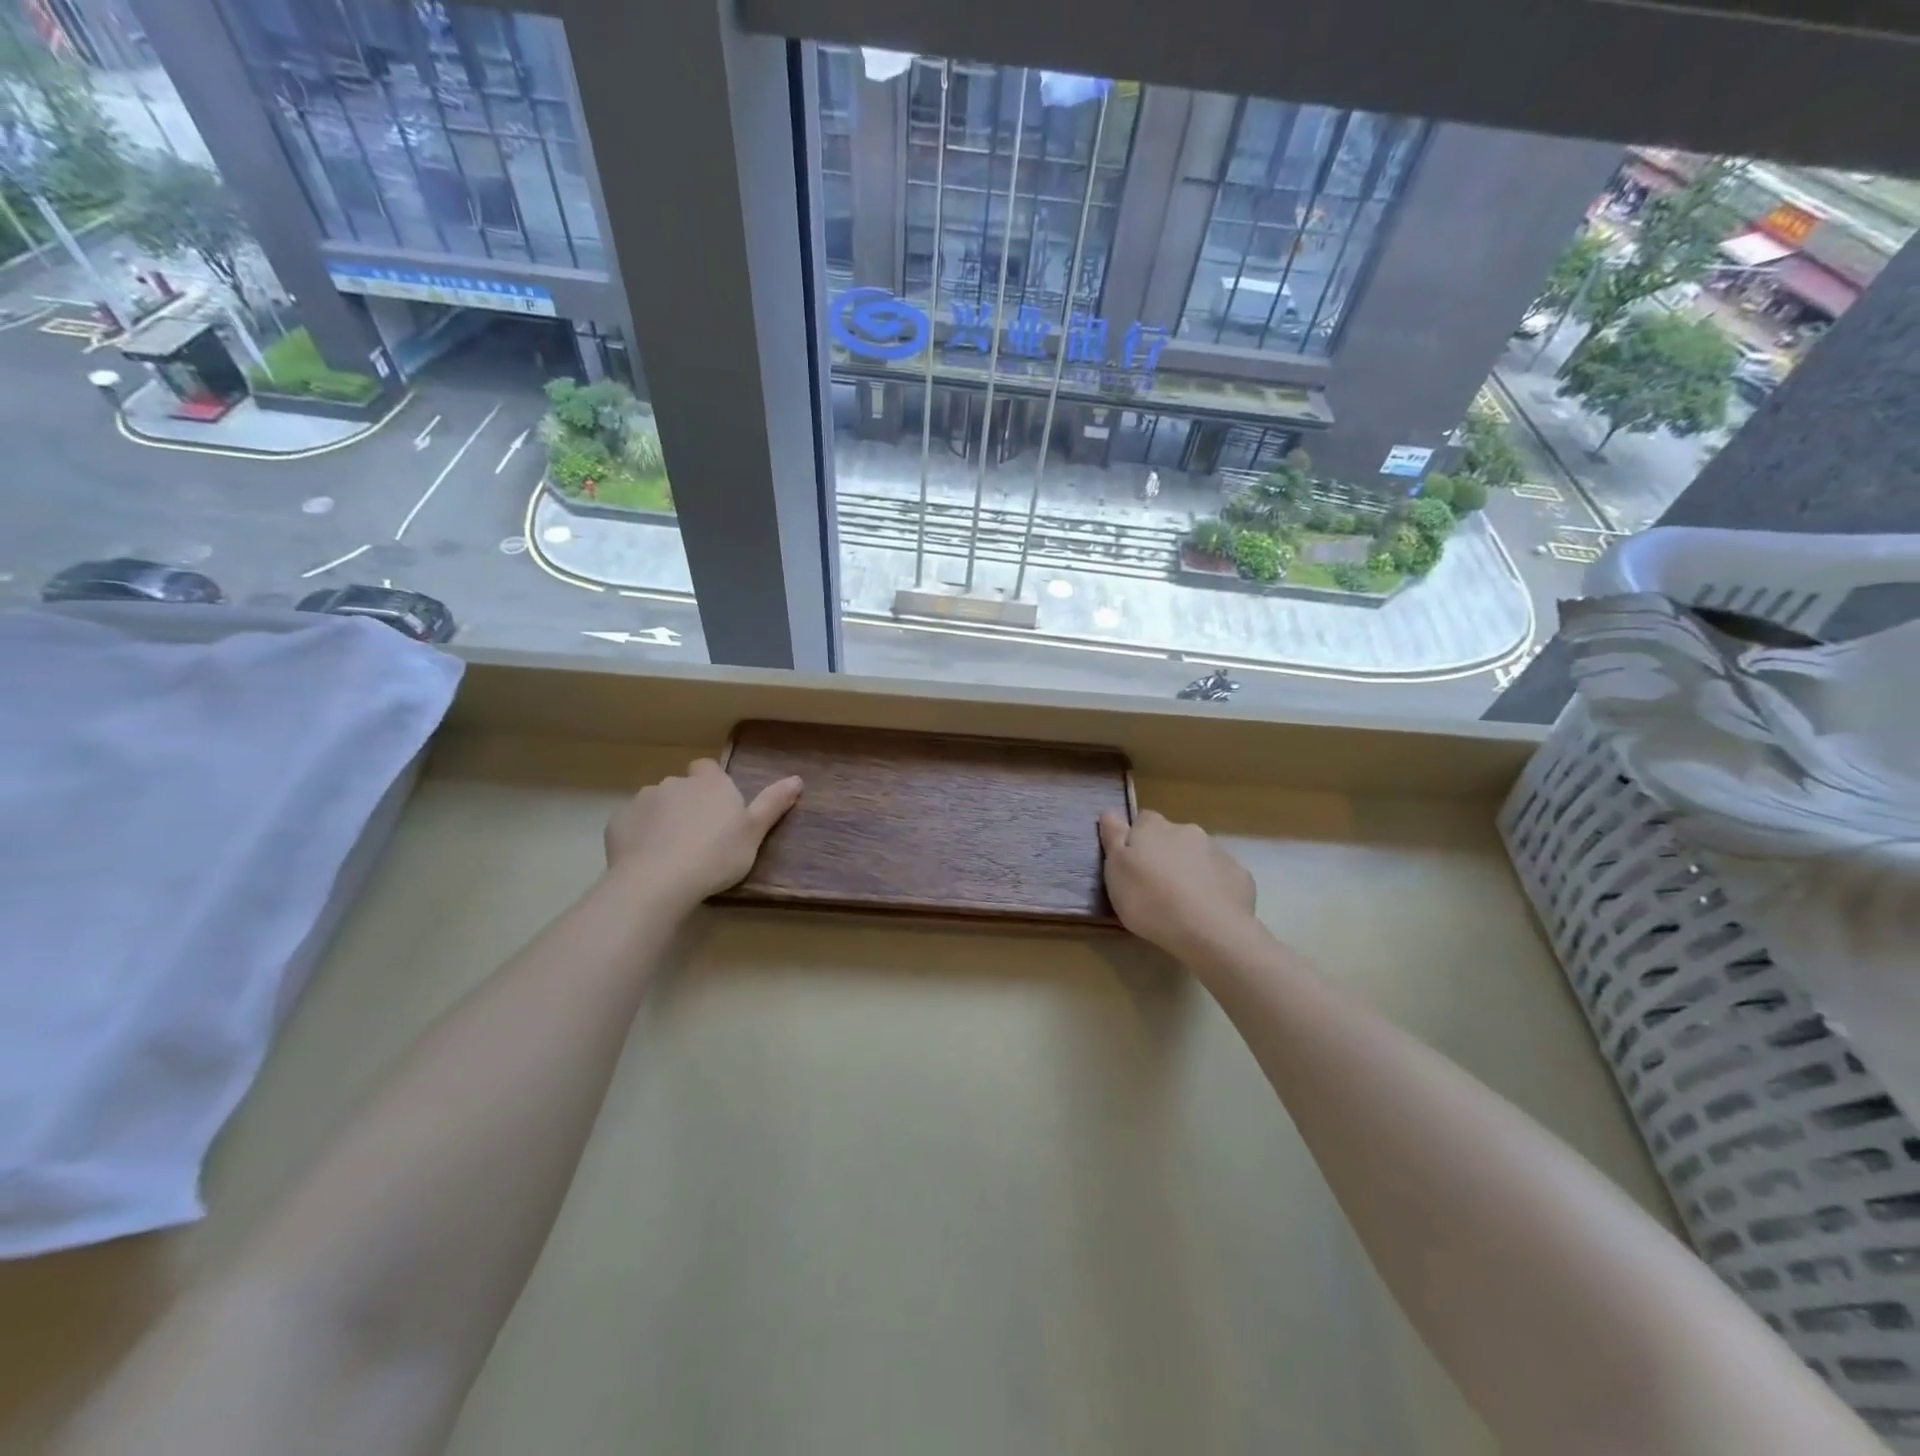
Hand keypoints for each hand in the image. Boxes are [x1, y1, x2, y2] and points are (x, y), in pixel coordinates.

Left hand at [604, 759, 802, 907]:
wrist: (657, 881)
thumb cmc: (716, 855)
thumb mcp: (754, 833)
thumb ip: (773, 803)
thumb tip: (797, 779)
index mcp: (710, 783)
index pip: (708, 768)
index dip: (711, 785)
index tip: (718, 809)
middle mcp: (676, 783)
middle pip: (682, 787)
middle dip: (687, 804)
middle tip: (699, 838)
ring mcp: (643, 800)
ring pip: (655, 804)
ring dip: (662, 819)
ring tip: (671, 852)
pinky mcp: (618, 822)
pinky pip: (632, 823)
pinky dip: (639, 836)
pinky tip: (646, 859)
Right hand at [1099, 809, 1257, 959]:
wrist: (1209, 930)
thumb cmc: (1150, 899)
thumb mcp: (1116, 870)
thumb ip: (1113, 838)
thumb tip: (1110, 812)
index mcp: (1154, 827)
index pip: (1143, 820)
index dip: (1136, 839)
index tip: (1132, 863)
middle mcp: (1188, 831)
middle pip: (1172, 837)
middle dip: (1166, 854)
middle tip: (1156, 886)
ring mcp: (1218, 852)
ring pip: (1198, 856)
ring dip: (1190, 870)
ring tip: (1182, 902)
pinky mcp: (1240, 875)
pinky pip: (1221, 876)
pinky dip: (1214, 887)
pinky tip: (1208, 910)